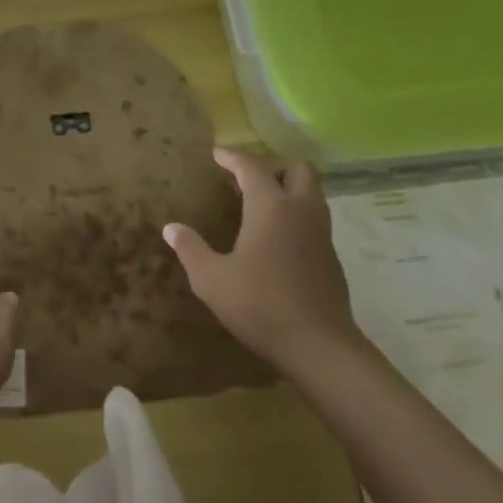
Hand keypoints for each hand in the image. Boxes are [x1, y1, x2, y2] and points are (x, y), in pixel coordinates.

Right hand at [163, 147, 360, 366]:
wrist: (320, 348)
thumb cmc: (261, 305)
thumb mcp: (212, 279)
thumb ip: (191, 249)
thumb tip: (171, 228)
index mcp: (271, 206)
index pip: (251, 166)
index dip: (232, 156)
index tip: (216, 154)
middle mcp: (301, 211)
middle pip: (297, 170)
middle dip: (273, 168)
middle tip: (247, 182)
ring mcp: (321, 234)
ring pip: (312, 194)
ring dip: (288, 190)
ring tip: (260, 206)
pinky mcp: (331, 258)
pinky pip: (314, 220)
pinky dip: (296, 216)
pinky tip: (276, 240)